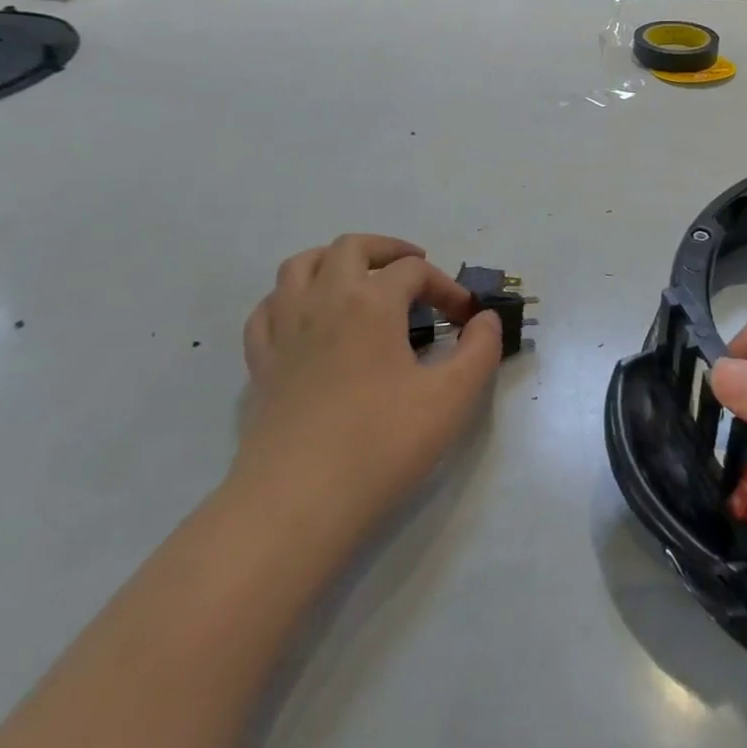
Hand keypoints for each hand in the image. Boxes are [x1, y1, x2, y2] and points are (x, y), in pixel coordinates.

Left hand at [233, 234, 502, 533]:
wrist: (300, 500)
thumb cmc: (383, 443)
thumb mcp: (453, 397)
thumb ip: (480, 350)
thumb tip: (486, 320)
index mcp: (371, 302)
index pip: (413, 271)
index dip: (446, 287)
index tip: (466, 320)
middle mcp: (323, 301)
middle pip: (351, 247)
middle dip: (388, 250)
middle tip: (415, 269)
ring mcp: (284, 330)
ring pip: (299, 266)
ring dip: (334, 261)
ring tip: (358, 280)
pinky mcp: (261, 363)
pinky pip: (268, 309)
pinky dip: (291, 299)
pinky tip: (307, 319)